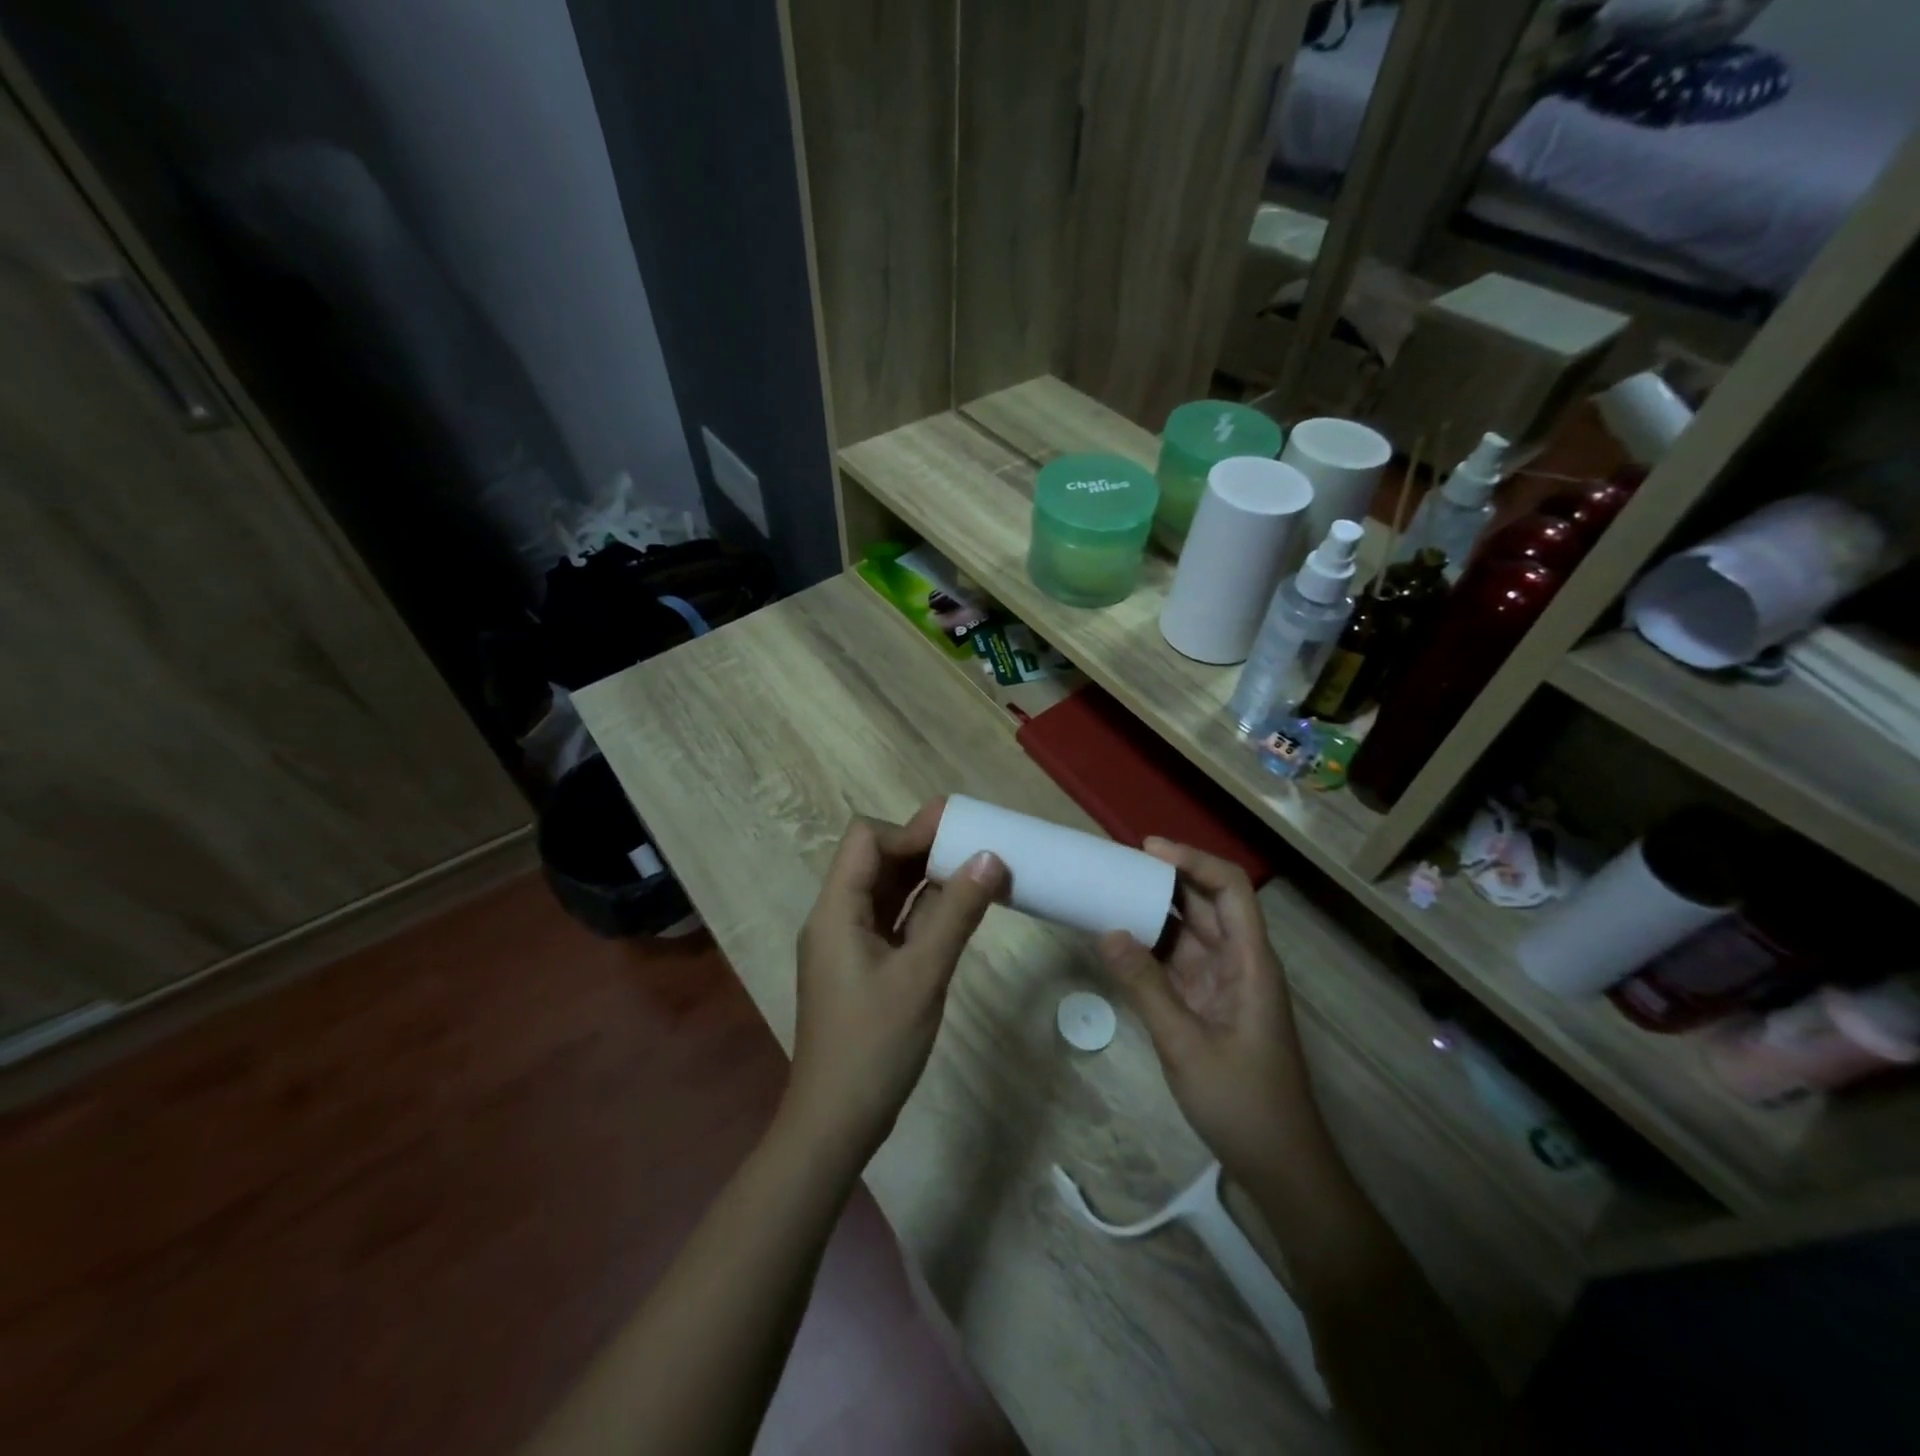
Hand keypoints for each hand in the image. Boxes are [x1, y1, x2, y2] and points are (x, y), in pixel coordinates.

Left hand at [786, 799, 1006, 1160]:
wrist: (835, 1122)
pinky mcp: (861, 967)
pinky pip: (892, 922)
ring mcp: (847, 944)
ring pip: (886, 891)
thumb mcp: (922, 975)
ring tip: (975, 868)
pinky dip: (922, 910)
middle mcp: (836, 917)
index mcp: (836, 910)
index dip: (910, 830)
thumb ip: (956, 913)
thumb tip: (990, 857)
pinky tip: (958, 910)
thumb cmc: (874, 1045)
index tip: (958, 833)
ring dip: (926, 878)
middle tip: (977, 841)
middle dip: (923, 847)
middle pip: (876, 861)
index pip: (866, 839)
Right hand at [1098, 840, 1321, 1180]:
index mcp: (1250, 962)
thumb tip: (1107, 932)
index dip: (1193, 861)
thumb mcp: (1186, 1045)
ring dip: (1155, 912)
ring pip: (1190, 932)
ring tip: (1111, 892)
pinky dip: (1150, 948)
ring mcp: (1224, 986)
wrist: (1282, 1169)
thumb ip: (1146, 987)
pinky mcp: (1209, 1007)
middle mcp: (1239, 963)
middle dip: (1166, 879)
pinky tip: (1119, 941)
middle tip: (1116, 865)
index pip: (1230, 889)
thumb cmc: (1244, 1104)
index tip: (1148, 850)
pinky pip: (1178, 963)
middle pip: (1208, 904)